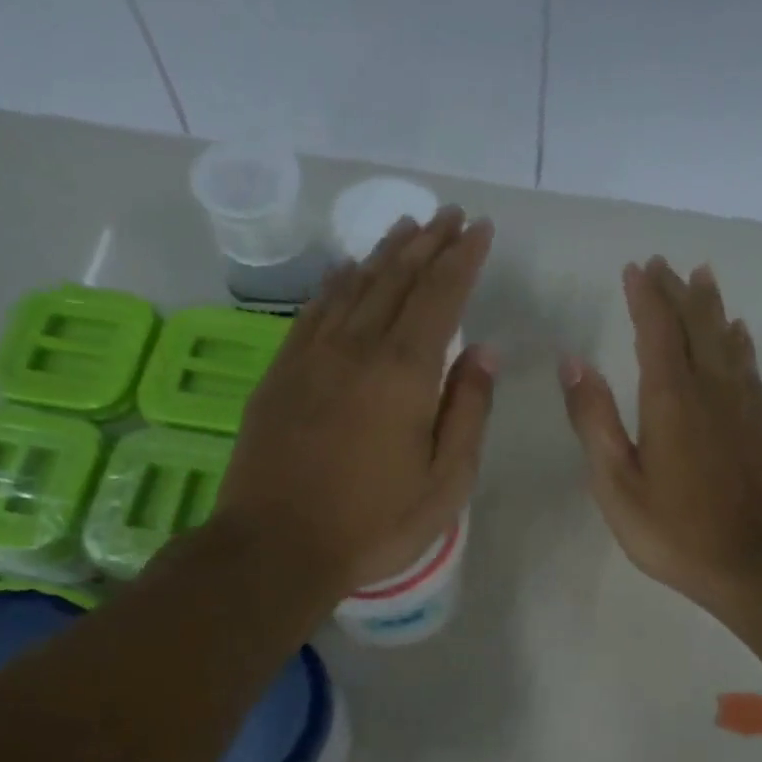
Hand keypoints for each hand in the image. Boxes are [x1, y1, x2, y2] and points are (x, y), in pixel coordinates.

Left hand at [214, 206, 496, 595]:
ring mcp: (313, 356)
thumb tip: (484, 352)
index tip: (480, 229)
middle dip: (429, 243)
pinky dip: (336, 282)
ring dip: (385, 253)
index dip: (463, 259)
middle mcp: (358, 348)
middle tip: (451, 216)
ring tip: (408, 227)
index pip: (441, 296)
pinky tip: (346, 269)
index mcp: (405, 373)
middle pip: (397, 279)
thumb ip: (468, 412)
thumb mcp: (445, 482)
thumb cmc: (374, 523)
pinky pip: (314, 310)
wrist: (276, 545)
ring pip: (355, 286)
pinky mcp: (282, 372)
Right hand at [560, 256, 761, 619]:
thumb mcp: (617, 484)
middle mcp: (710, 390)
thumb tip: (573, 362)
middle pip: (695, 326)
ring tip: (703, 277)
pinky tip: (739, 334)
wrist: (755, 563)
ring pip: (726, 340)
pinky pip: (749, 367)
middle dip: (677, 292)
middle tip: (665, 264)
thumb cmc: (675, 531)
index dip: (645, 297)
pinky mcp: (761, 426)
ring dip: (711, 307)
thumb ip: (594, 421)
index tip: (635, 268)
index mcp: (670, 399)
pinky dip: (740, 343)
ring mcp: (742, 406)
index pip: (656, 331)